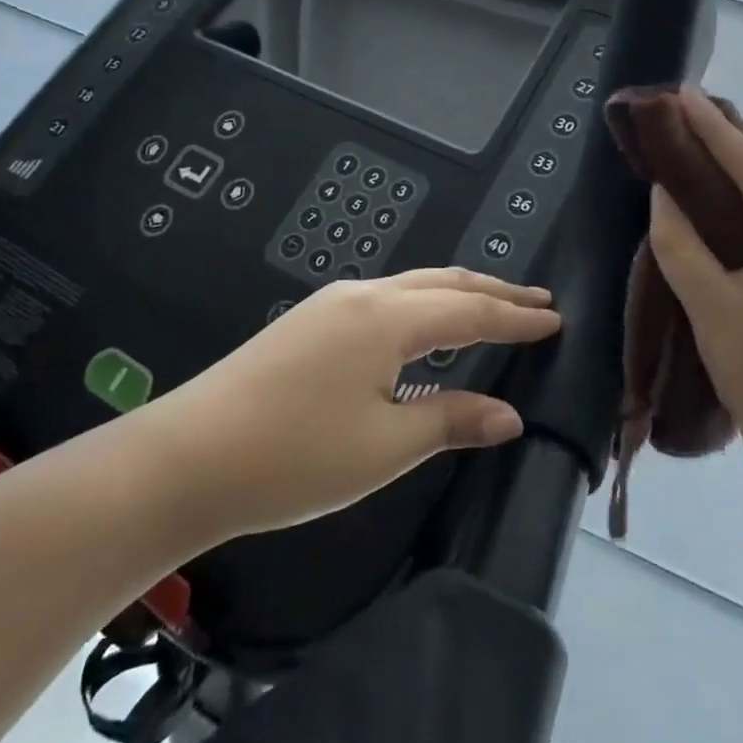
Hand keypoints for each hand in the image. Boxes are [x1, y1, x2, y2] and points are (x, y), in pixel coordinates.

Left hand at [144, 268, 560, 541]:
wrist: (186, 459)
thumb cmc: (294, 457)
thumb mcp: (384, 446)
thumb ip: (450, 419)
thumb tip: (510, 415)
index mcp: (387, 318)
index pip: (471, 310)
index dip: (517, 317)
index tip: (556, 317)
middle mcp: (362, 296)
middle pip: (443, 283)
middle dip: (493, 291)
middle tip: (536, 301)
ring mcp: (330, 305)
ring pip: (411, 287)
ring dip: (456, 294)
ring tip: (492, 306)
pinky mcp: (308, 323)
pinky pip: (385, 300)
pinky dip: (422, 306)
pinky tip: (424, 328)